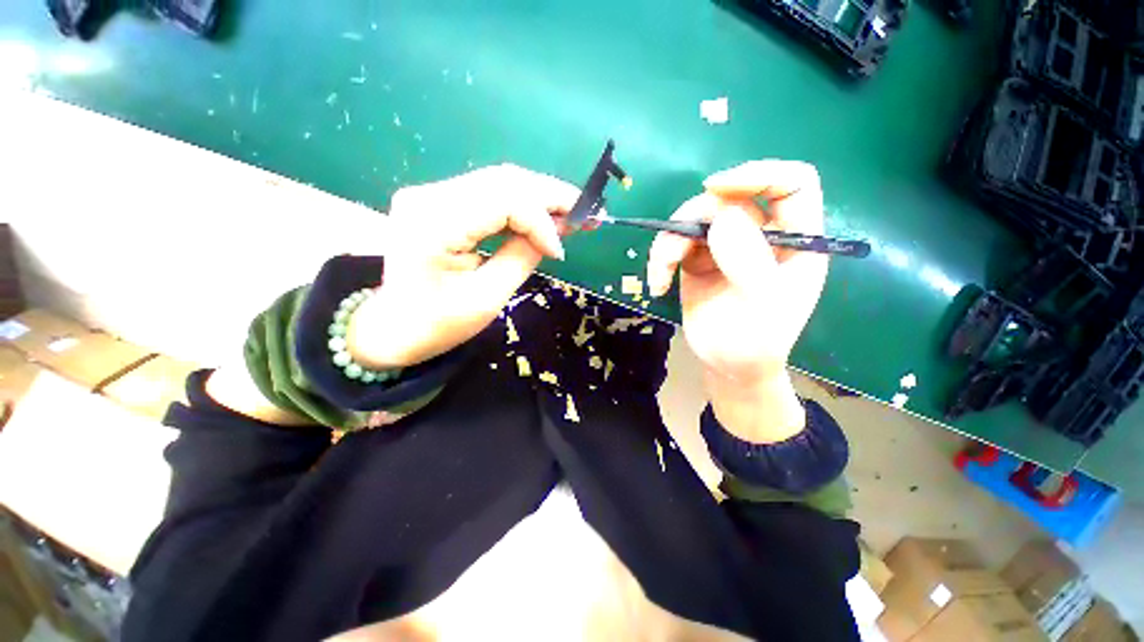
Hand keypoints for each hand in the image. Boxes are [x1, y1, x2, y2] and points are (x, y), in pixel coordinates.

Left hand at [348, 165, 578, 368]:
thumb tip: (557, 230)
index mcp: (435, 223)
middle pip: (505, 180)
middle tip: (588, 211)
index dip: (541, 221)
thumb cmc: (439, 323)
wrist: (395, 327)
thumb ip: (523, 257)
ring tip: (572, 212)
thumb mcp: (488, 298)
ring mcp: (431, 193)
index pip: (504, 200)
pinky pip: (490, 193)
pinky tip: (543, 214)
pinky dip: (522, 203)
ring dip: (541, 196)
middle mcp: (429, 195)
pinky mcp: (439, 200)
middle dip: (552, 196)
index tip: (560, 252)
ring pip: (501, 181)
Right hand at [647, 160, 828, 441]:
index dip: (757, 174)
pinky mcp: (699, 259)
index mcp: (794, 240)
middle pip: (726, 200)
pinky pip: (676, 243)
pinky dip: (660, 259)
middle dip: (693, 221)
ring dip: (669, 243)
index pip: (790, 184)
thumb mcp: (760, 305)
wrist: (728, 366)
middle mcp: (761, 235)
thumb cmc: (756, 341)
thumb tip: (723, 217)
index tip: (716, 188)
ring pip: (693, 219)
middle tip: (673, 253)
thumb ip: (748, 262)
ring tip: (660, 275)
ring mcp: (727, 246)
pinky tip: (657, 284)